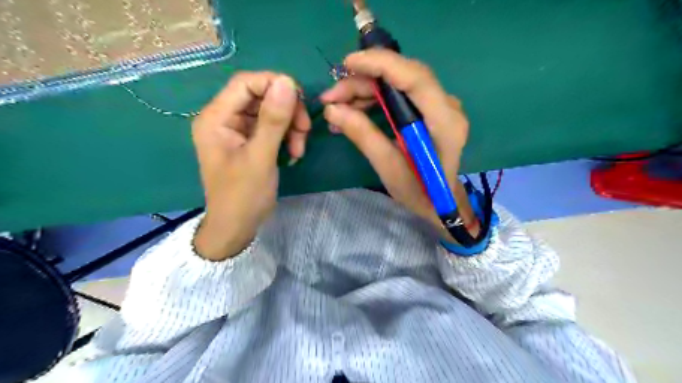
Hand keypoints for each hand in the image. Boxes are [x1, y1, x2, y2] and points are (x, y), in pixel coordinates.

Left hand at [191, 73, 309, 259]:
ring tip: (299, 148)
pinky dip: (286, 135)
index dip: (275, 85)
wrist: (236, 228)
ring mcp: (237, 130)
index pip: (245, 83)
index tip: (301, 101)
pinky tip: (294, 152)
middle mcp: (224, 118)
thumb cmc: (243, 196)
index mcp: (216, 118)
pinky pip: (272, 127)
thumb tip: (287, 81)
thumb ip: (273, 120)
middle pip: (260, 96)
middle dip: (287, 111)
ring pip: (270, 111)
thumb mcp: (260, 158)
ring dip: (290, 125)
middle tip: (304, 131)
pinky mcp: (249, 141)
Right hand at [323, 49, 475, 240]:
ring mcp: (440, 106)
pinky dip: (374, 98)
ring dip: (365, 89)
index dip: (381, 64)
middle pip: (404, 76)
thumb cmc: (420, 192)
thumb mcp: (389, 170)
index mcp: (444, 123)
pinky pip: (399, 94)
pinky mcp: (430, 110)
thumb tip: (333, 110)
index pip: (415, 78)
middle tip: (331, 97)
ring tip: (336, 106)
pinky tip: (352, 111)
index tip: (347, 64)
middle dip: (363, 80)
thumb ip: (364, 136)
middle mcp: (447, 106)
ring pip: (399, 83)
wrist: (441, 201)